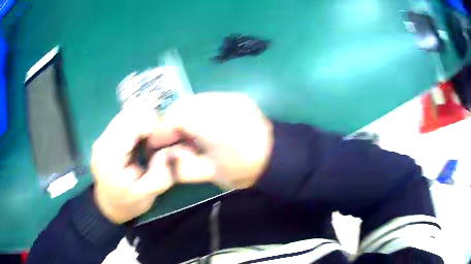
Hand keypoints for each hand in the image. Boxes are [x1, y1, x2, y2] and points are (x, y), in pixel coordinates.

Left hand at [91, 106, 178, 223]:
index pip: (132, 124)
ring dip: (144, 121)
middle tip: (162, 138)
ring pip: (127, 114)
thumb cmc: (127, 203)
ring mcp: (103, 137)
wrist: (108, 206)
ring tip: (153, 139)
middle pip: (129, 113)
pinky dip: (138, 125)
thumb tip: (172, 151)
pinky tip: (144, 139)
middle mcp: (103, 140)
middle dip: (150, 120)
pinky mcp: (107, 137)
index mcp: (110, 156)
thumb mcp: (147, 196)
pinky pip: (125, 120)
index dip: (153, 124)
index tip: (167, 136)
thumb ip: (161, 176)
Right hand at [161, 92, 273, 188]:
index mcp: (212, 125)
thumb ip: (183, 167)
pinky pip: (208, 100)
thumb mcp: (212, 174)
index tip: (157, 143)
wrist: (279, 156)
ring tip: (188, 133)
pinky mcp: (237, 97)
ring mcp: (230, 97)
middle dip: (172, 121)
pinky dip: (199, 111)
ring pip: (195, 100)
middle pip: (183, 105)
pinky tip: (204, 125)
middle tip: (172, 139)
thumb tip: (164, 158)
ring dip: (185, 115)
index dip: (161, 130)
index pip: (175, 117)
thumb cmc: (245, 169)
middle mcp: (219, 104)